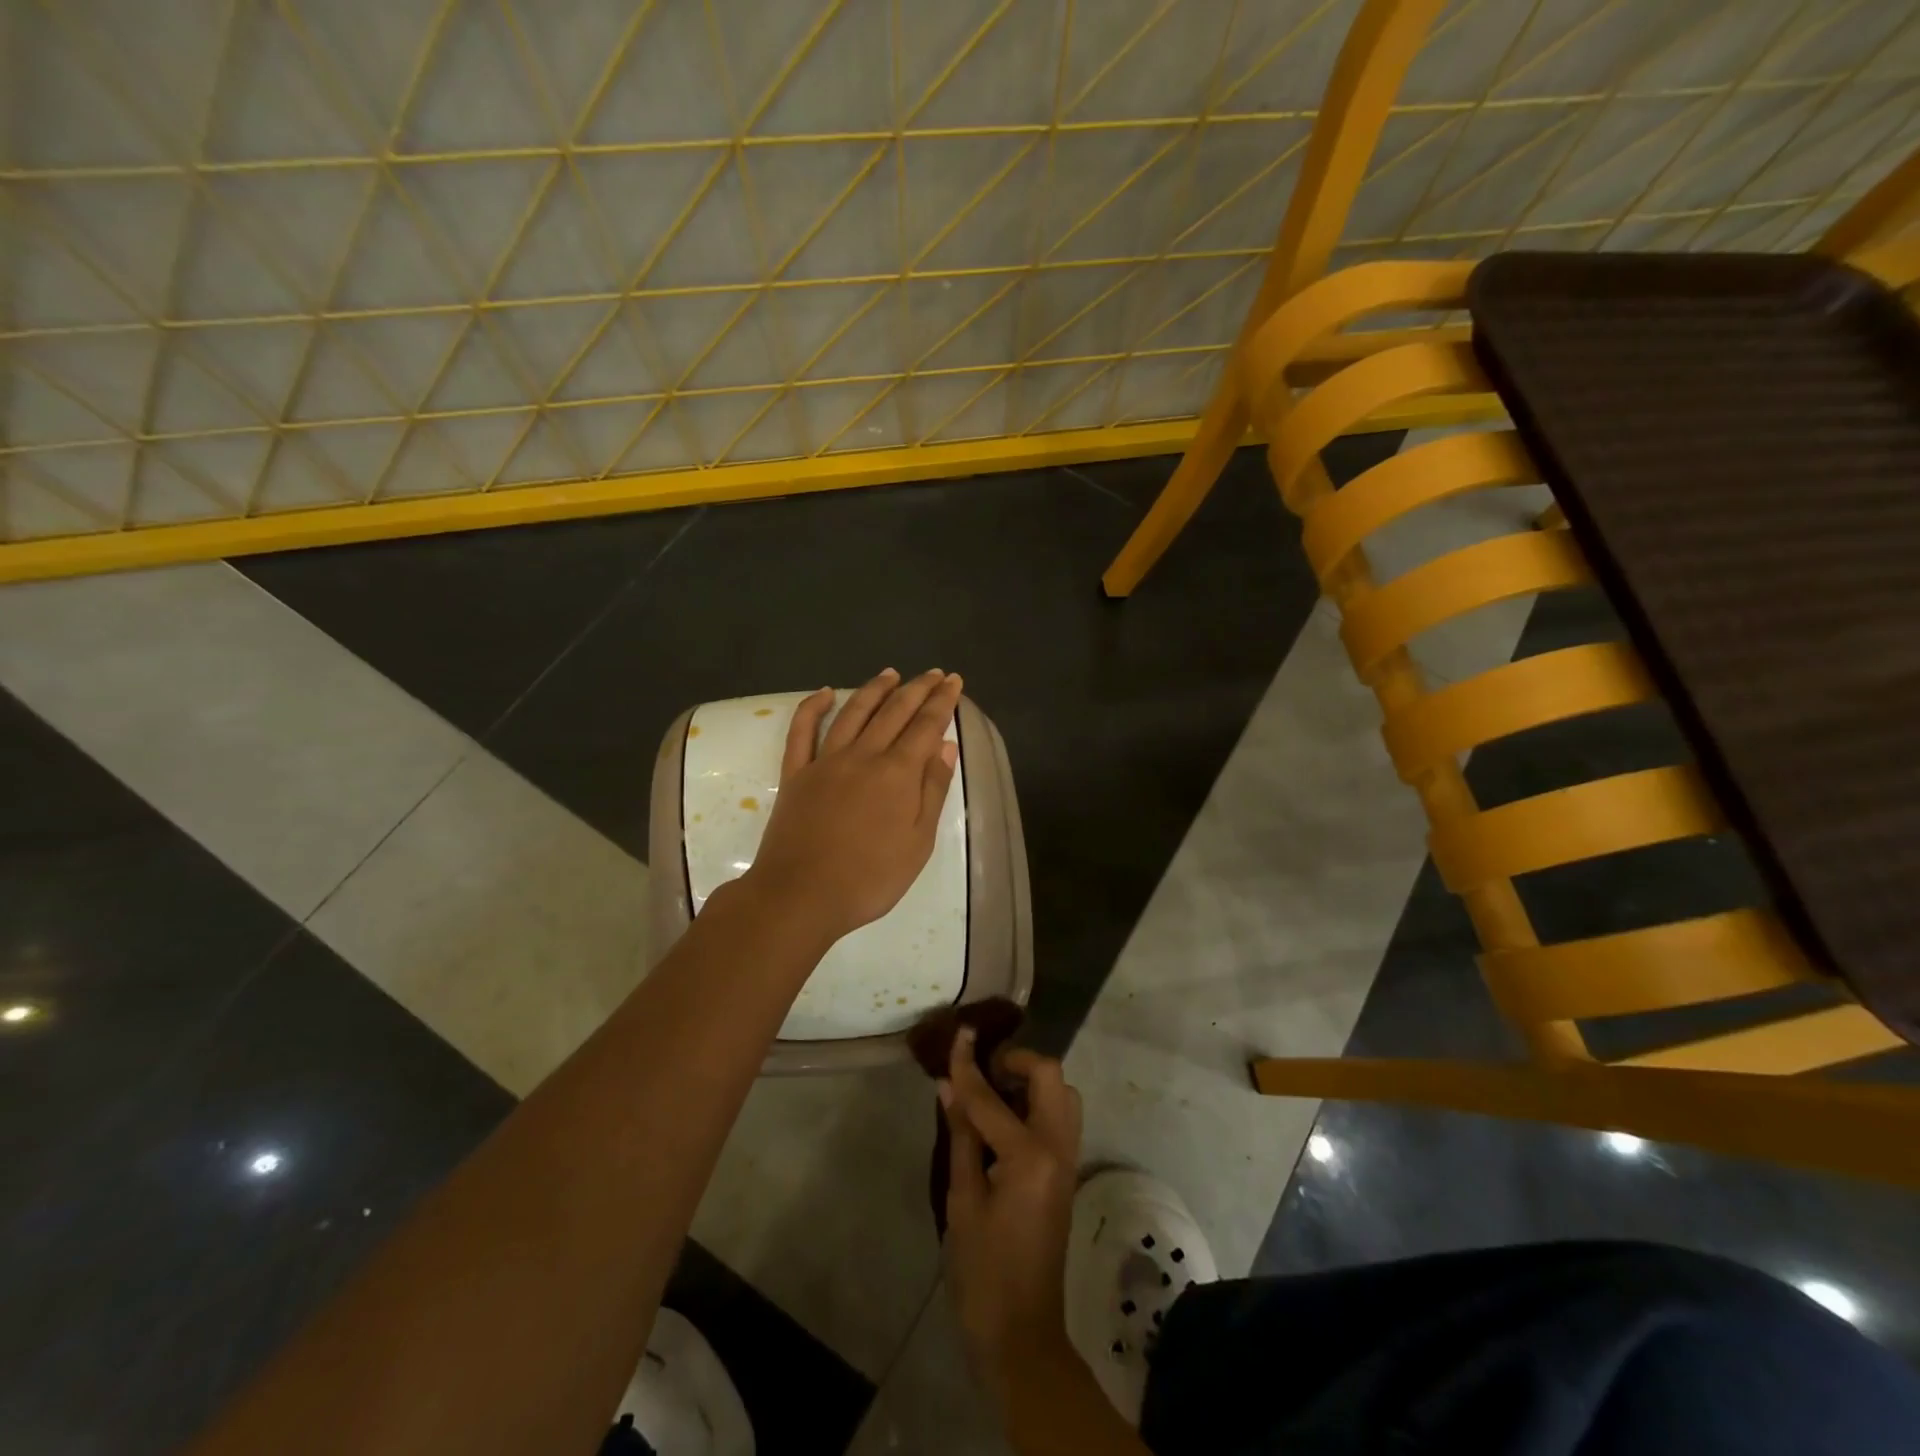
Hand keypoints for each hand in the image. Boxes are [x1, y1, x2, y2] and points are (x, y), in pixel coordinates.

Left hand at [741, 668, 962, 946]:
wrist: (800, 896)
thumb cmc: (869, 879)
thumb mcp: (918, 843)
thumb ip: (933, 790)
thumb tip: (946, 746)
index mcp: (897, 773)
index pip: (926, 726)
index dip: (942, 701)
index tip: (953, 681)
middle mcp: (863, 756)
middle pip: (894, 712)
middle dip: (916, 689)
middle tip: (932, 673)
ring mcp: (825, 761)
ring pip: (853, 713)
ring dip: (874, 689)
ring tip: (890, 673)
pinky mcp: (796, 773)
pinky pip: (802, 731)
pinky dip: (812, 707)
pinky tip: (825, 692)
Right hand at [941, 1029, 1083, 1405]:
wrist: (1022, 1333)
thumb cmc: (983, 1272)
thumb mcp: (962, 1201)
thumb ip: (961, 1135)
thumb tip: (950, 1085)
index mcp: (1029, 1155)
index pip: (991, 1096)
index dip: (967, 1065)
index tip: (956, 1034)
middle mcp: (1058, 1147)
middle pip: (1050, 1075)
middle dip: (1016, 1061)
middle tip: (982, 1071)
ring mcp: (1068, 1159)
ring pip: (1061, 1093)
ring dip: (1030, 1080)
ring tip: (992, 1093)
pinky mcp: (1067, 1172)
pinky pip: (1059, 1117)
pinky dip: (1036, 1103)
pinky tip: (1003, 1118)